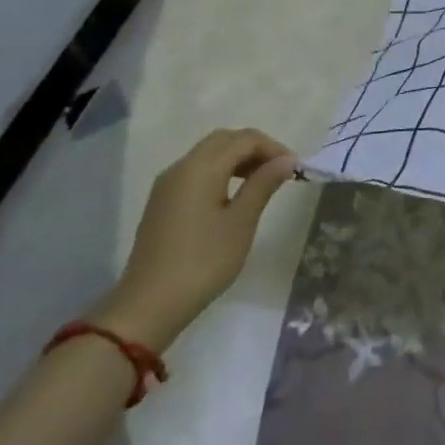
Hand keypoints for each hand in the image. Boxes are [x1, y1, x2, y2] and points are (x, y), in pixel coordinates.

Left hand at [97, 129, 298, 351]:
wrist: (149, 305)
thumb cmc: (203, 261)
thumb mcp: (241, 221)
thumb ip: (264, 184)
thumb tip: (287, 159)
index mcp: (200, 168)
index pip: (244, 139)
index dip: (273, 147)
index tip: (295, 168)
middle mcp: (181, 168)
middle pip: (224, 140)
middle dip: (255, 149)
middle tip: (279, 171)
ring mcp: (167, 185)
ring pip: (209, 154)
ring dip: (238, 159)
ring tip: (262, 183)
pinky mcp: (162, 202)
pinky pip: (196, 172)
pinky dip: (220, 172)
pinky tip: (233, 196)